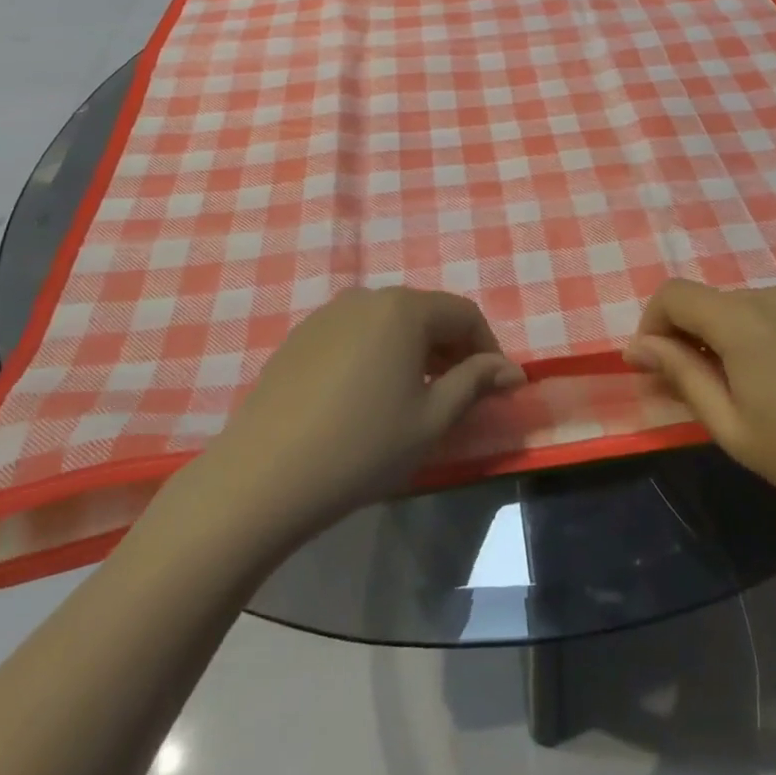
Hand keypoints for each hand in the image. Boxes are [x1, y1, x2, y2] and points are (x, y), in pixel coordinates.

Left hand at [201, 287, 524, 538]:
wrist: (262, 477)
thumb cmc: (361, 447)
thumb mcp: (431, 420)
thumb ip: (476, 384)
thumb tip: (513, 371)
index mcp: (404, 308)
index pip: (464, 314)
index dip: (489, 348)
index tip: (498, 387)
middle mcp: (367, 297)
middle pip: (426, 313)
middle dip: (452, 349)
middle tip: (462, 394)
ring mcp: (328, 314)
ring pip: (390, 323)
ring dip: (415, 351)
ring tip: (418, 396)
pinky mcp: (301, 337)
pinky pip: (356, 335)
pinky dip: (378, 355)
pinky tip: (369, 397)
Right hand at [623, 279, 775, 529]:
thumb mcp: (731, 426)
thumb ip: (680, 375)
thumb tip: (636, 347)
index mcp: (741, 320)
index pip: (673, 293)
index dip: (653, 324)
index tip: (657, 367)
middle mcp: (771, 293)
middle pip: (709, 301)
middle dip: (691, 335)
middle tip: (700, 389)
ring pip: (743, 306)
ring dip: (728, 335)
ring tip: (749, 387)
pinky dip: (762, 332)